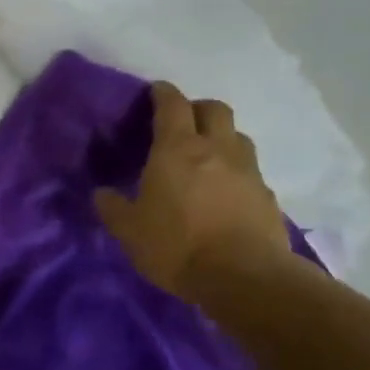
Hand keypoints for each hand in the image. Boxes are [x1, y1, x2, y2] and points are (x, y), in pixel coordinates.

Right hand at [95, 82, 295, 303]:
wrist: (244, 278)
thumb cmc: (177, 246)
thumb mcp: (130, 232)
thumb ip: (113, 208)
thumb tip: (101, 194)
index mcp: (177, 149)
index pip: (172, 104)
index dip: (162, 93)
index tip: (155, 92)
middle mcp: (216, 149)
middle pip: (214, 109)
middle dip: (197, 108)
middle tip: (182, 123)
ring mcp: (248, 171)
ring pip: (237, 136)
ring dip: (221, 138)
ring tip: (206, 158)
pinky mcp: (268, 196)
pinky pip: (251, 171)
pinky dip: (236, 172)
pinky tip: (226, 194)